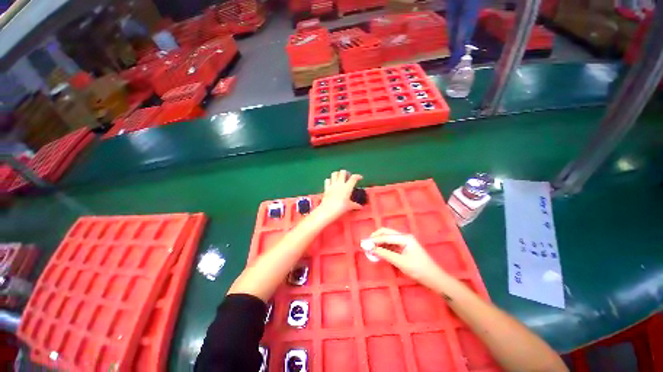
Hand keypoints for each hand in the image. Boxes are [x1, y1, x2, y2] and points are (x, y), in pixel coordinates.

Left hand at [319, 170, 362, 219]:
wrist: (328, 210)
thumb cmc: (341, 208)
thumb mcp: (350, 206)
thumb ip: (355, 205)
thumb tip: (360, 207)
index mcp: (347, 187)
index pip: (354, 178)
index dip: (358, 176)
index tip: (360, 178)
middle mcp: (340, 183)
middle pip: (343, 172)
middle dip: (346, 173)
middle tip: (348, 178)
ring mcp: (332, 185)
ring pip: (334, 173)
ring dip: (337, 174)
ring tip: (340, 178)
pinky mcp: (326, 188)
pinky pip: (327, 180)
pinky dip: (330, 180)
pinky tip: (332, 183)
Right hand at [368, 228, 448, 289]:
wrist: (435, 278)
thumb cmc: (419, 270)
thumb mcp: (401, 262)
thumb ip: (385, 254)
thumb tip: (372, 249)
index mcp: (405, 238)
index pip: (386, 236)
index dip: (374, 239)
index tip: (364, 243)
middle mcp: (404, 237)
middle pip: (386, 233)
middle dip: (376, 237)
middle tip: (366, 244)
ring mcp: (404, 242)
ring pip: (388, 238)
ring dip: (379, 242)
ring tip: (370, 248)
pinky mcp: (404, 248)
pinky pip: (391, 244)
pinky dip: (384, 247)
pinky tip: (379, 251)